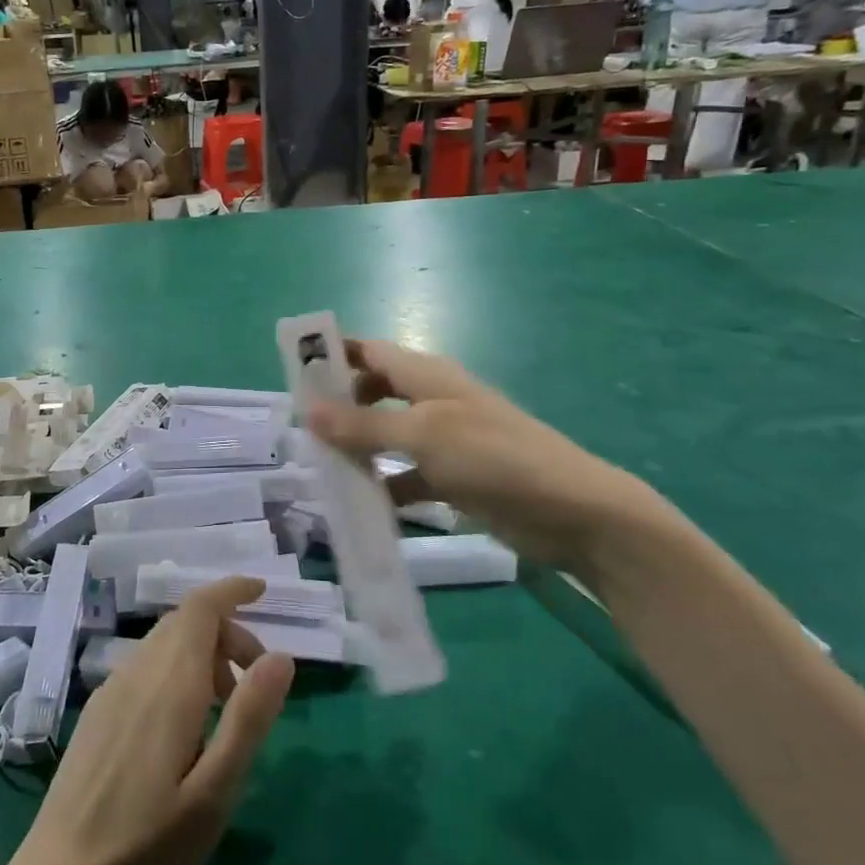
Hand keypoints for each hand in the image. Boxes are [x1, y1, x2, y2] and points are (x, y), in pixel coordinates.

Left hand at [6, 577, 293, 864]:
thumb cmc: (149, 843)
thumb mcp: (215, 791)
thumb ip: (249, 717)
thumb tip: (280, 656)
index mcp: (170, 684)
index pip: (200, 608)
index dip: (231, 590)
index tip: (262, 592)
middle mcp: (137, 672)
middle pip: (186, 621)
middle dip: (227, 632)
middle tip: (256, 680)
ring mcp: (112, 689)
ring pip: (165, 643)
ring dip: (203, 653)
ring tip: (225, 708)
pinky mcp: (98, 710)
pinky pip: (145, 665)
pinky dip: (176, 669)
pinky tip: (184, 723)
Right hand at [306, 338, 675, 571]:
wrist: (572, 512)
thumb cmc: (494, 457)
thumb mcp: (422, 435)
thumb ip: (363, 425)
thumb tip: (307, 410)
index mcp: (427, 375)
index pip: (370, 352)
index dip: (334, 355)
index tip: (292, 373)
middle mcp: (432, 401)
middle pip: (374, 393)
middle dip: (339, 406)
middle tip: (301, 430)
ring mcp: (444, 441)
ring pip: (386, 437)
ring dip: (357, 450)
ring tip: (318, 469)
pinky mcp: (454, 478)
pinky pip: (406, 476)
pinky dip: (385, 486)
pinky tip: (360, 506)